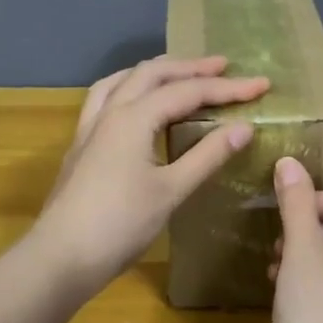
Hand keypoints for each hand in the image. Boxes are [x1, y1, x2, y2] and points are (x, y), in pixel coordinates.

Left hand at [34, 55, 269, 289]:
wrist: (61, 256)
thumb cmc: (120, 225)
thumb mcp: (171, 191)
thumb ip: (207, 156)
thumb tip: (244, 127)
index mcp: (133, 118)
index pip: (187, 91)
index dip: (227, 88)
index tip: (261, 85)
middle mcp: (110, 111)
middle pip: (153, 73)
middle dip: (191, 67)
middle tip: (225, 67)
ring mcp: (91, 126)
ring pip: (124, 79)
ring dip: (157, 71)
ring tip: (181, 72)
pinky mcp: (82, 143)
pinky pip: (106, 97)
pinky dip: (129, 87)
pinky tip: (136, 101)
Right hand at [268, 156, 322, 322]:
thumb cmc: (318, 305)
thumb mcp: (302, 246)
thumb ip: (296, 202)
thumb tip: (289, 162)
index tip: (296, 213)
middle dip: (312, 227)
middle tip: (280, 240)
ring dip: (307, 253)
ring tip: (275, 265)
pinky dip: (312, 280)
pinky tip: (282, 290)